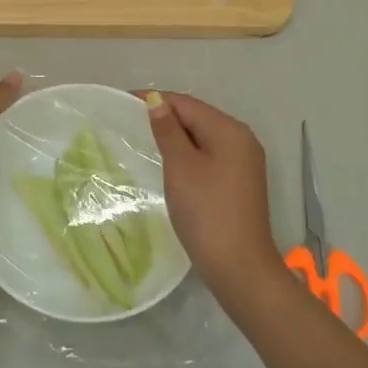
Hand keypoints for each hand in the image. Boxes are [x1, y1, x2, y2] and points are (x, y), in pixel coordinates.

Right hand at [145, 91, 285, 298]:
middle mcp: (242, 140)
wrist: (239, 267)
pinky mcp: (239, 183)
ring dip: (176, 136)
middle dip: (166, 116)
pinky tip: (169, 164)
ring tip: (143, 139)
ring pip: (203, 138)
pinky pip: (209, 156)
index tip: (124, 101)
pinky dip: (187, 154)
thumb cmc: (207, 212)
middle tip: (129, 121)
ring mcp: (244, 163)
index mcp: (230, 131)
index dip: (156, 100)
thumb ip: (168, 132)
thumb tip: (157, 102)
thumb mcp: (181, 167)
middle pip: (197, 118)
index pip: (187, 103)